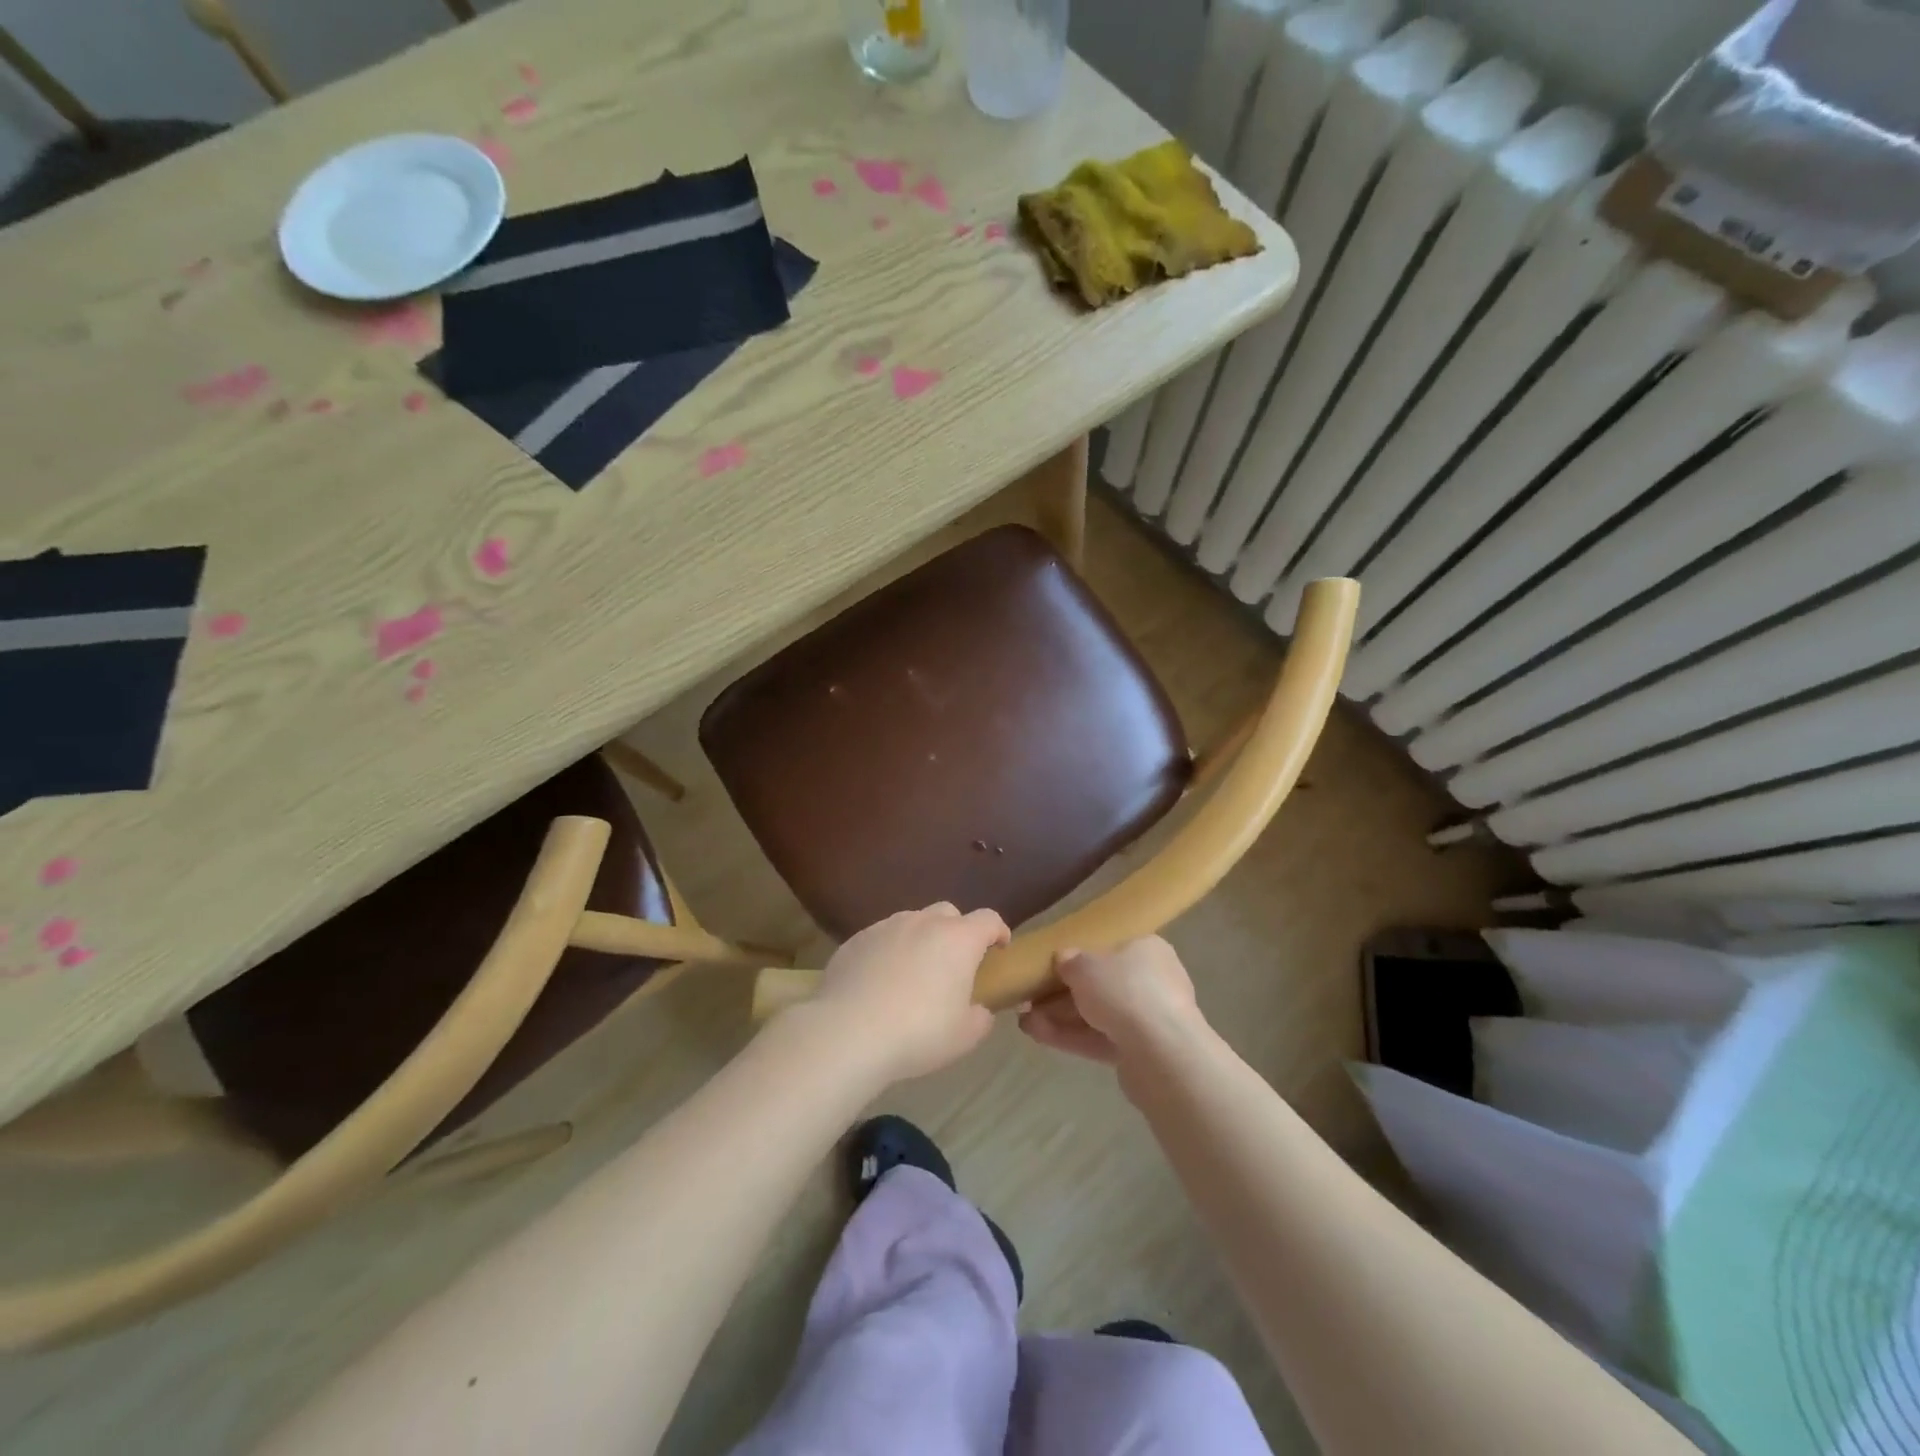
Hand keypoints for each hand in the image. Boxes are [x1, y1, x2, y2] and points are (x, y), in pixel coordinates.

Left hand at [806, 903, 1009, 1083]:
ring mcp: (886, 926)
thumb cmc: (918, 1032)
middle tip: (954, 965)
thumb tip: (979, 1009)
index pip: (989, 919)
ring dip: (921, 940)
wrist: (848, 1031)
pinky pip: (882, 938)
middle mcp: (923, 922)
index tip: (999, 950)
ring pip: (912, 922)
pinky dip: (889, 952)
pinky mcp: (856, 939)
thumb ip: (981, 1017)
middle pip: (949, 913)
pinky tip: (880, 982)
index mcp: (958, 939)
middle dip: (957, 932)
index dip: (998, 932)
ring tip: (914, 974)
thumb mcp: (965, 1036)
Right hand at [1018, 937, 1203, 1064]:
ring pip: (1097, 1015)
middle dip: (1062, 994)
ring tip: (1025, 1021)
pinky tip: (1037, 1035)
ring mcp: (1149, 1019)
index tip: (1050, 969)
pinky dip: (1071, 1037)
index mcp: (1147, 949)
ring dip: (1061, 1017)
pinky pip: (1101, 1039)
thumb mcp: (1085, 966)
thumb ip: (1069, 961)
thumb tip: (1063, 959)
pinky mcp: (1141, 1053)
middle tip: (1030, 999)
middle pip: (1101, 985)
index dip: (1078, 959)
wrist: (1161, 1052)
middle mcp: (1152, 981)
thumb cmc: (1124, 990)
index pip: (1110, 949)